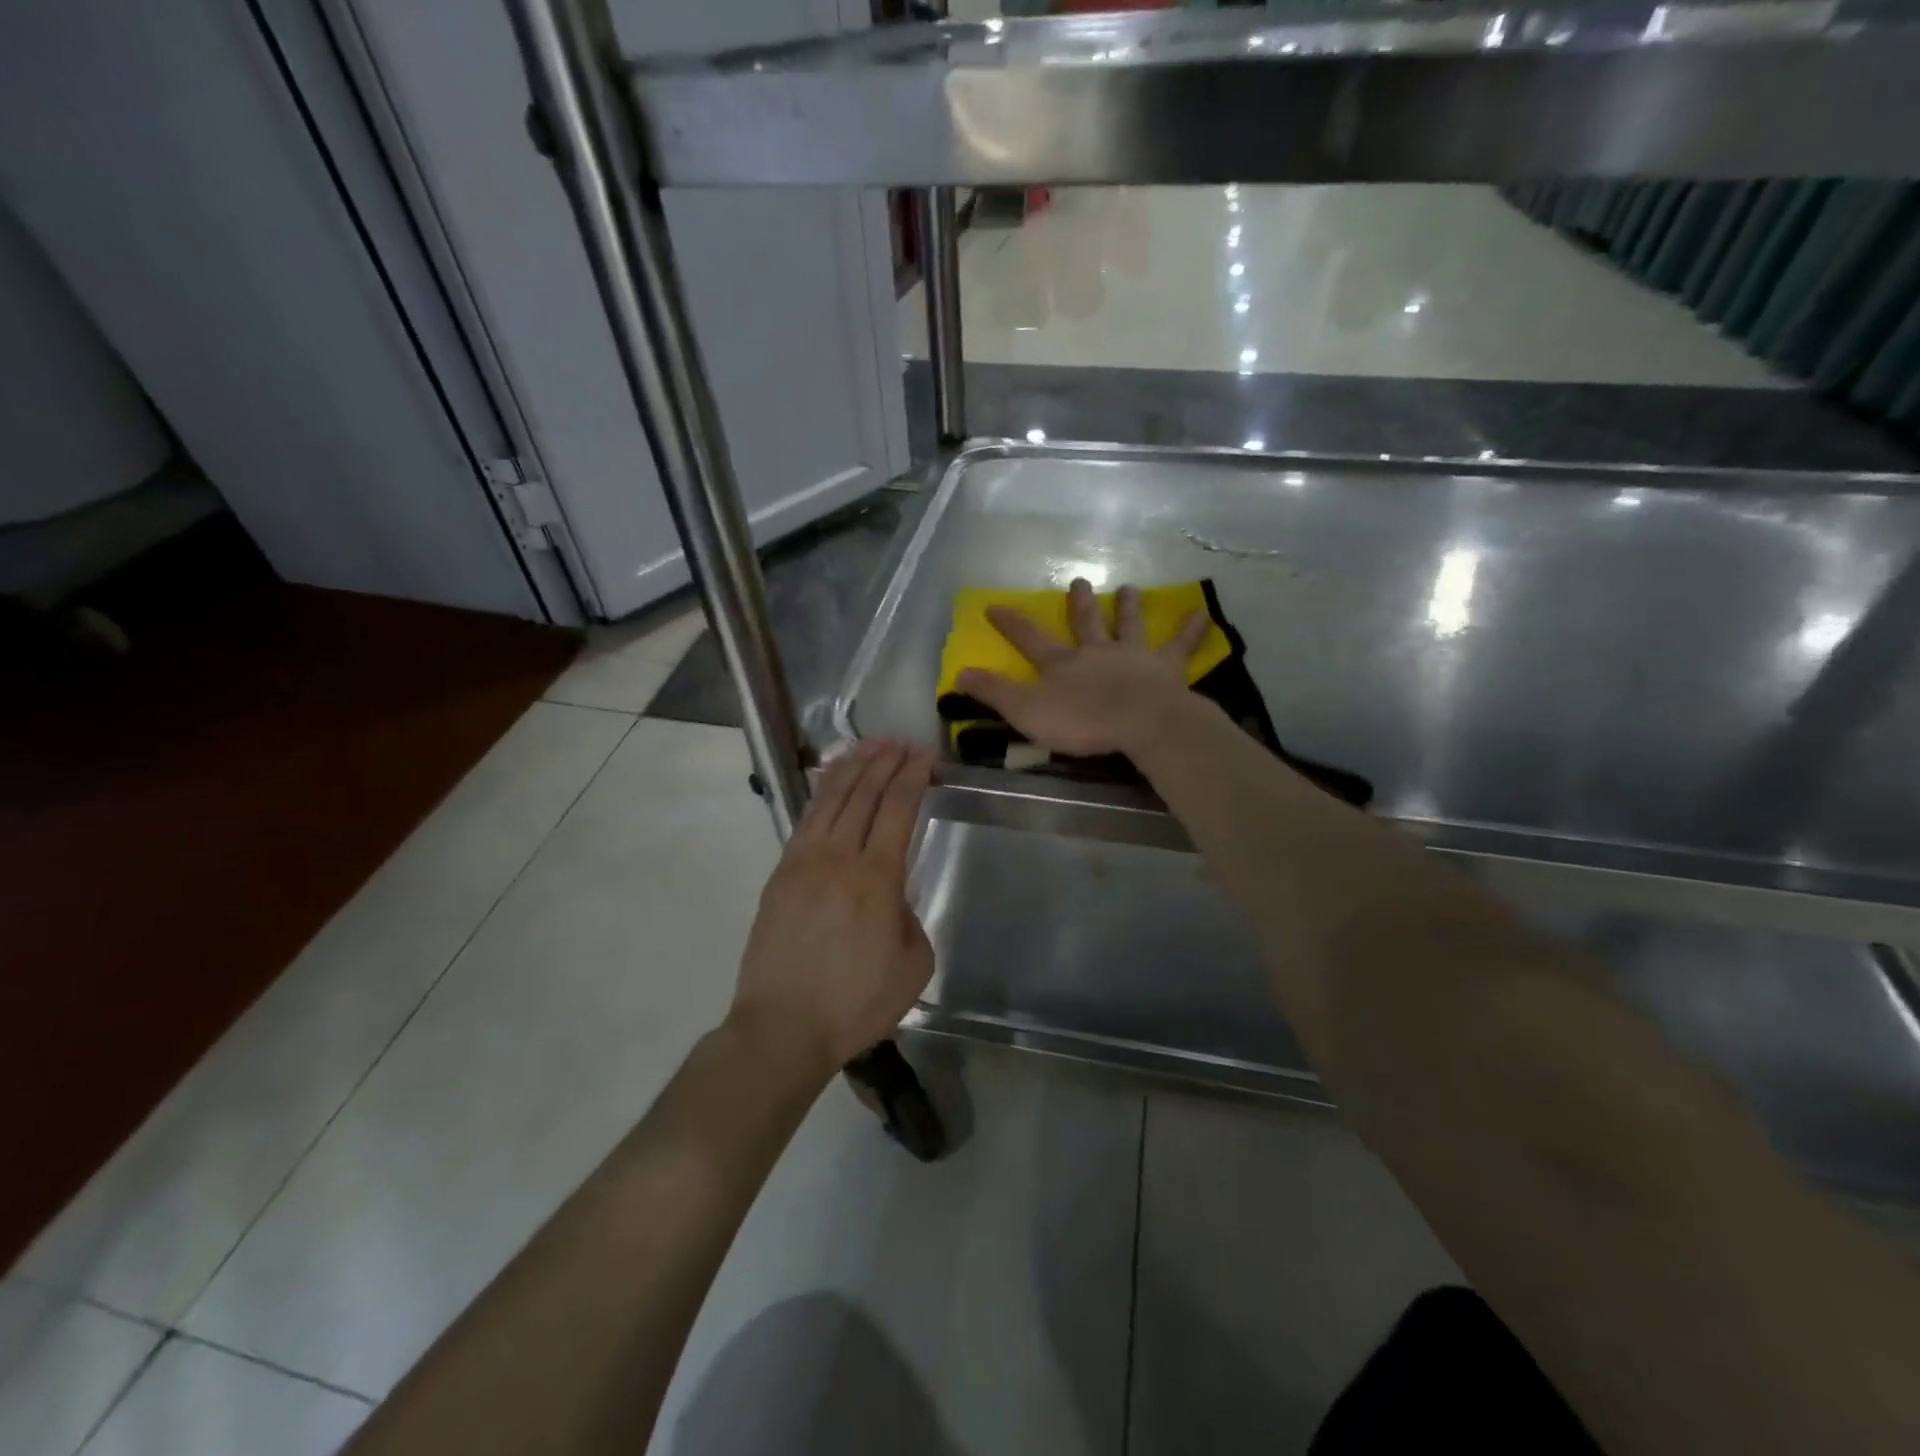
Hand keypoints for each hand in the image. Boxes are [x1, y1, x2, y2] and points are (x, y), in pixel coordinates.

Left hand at [729, 739, 937, 1076]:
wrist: (782, 1027)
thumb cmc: (855, 1002)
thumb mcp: (913, 965)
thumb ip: (911, 918)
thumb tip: (893, 897)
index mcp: (876, 878)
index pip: (898, 808)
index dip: (914, 776)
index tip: (926, 756)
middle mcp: (838, 857)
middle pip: (864, 793)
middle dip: (886, 761)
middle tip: (902, 742)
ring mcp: (803, 861)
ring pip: (831, 798)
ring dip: (853, 766)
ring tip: (871, 745)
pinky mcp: (780, 872)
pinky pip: (806, 818)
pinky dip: (823, 790)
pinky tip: (832, 779)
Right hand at [954, 578, 1211, 756]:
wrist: (1138, 721)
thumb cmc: (1080, 720)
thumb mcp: (1025, 711)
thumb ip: (993, 693)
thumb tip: (958, 673)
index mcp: (1061, 664)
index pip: (1028, 639)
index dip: (1010, 623)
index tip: (994, 605)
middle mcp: (1096, 651)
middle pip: (1085, 622)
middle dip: (1079, 603)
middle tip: (1079, 581)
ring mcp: (1132, 656)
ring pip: (1129, 625)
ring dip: (1128, 607)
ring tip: (1130, 588)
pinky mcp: (1165, 668)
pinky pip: (1180, 645)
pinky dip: (1191, 629)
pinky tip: (1204, 612)